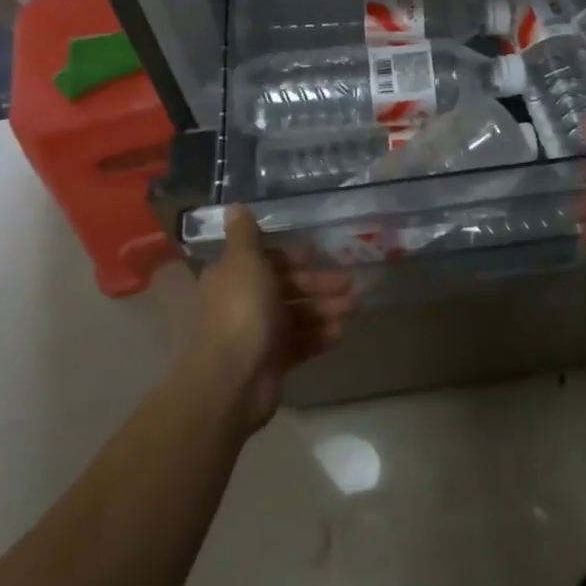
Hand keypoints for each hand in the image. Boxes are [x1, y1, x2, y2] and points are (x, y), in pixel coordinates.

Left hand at [187, 208, 353, 431]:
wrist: (233, 380)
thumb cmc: (241, 311)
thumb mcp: (243, 261)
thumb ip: (244, 234)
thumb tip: (235, 205)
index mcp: (235, 276)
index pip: (268, 260)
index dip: (294, 258)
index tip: (318, 255)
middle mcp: (245, 302)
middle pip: (288, 287)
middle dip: (319, 284)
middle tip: (350, 285)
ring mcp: (260, 334)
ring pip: (298, 315)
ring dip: (326, 309)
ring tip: (353, 309)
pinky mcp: (273, 362)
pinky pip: (301, 343)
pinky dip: (320, 336)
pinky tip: (340, 332)